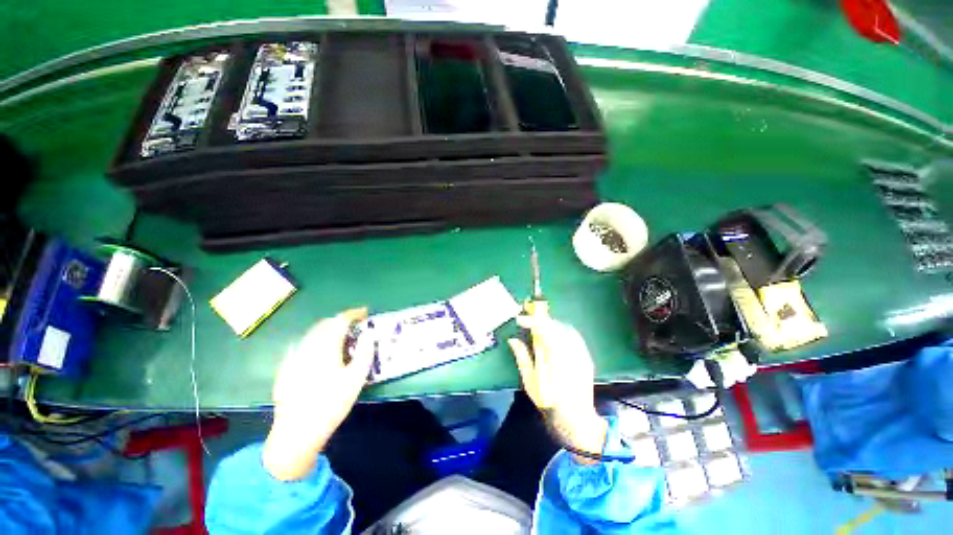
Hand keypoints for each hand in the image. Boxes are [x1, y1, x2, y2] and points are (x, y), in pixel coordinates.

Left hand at [263, 308, 374, 480]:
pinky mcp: (285, 369)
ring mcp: (293, 357)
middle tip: (354, 324)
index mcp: (326, 346)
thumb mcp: (356, 378)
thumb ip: (364, 352)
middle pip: (324, 324)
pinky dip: (314, 341)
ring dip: (327, 329)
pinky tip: (317, 351)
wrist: (297, 431)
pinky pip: (301, 346)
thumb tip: (368, 334)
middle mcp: (307, 346)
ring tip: (339, 336)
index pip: (340, 320)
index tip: (365, 313)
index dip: (353, 313)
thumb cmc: (332, 403)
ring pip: (311, 334)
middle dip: (340, 320)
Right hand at [508, 316, 607, 463]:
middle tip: (529, 322)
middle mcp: (569, 351)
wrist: (575, 417)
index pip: (542, 328)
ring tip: (540, 327)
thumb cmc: (549, 400)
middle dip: (540, 320)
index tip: (520, 320)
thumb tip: (513, 340)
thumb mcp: (530, 380)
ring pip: (565, 328)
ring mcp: (580, 353)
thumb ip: (522, 357)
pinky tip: (556, 335)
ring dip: (551, 324)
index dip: (530, 321)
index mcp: (554, 356)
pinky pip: (574, 336)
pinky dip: (562, 330)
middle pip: (555, 325)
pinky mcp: (586, 356)